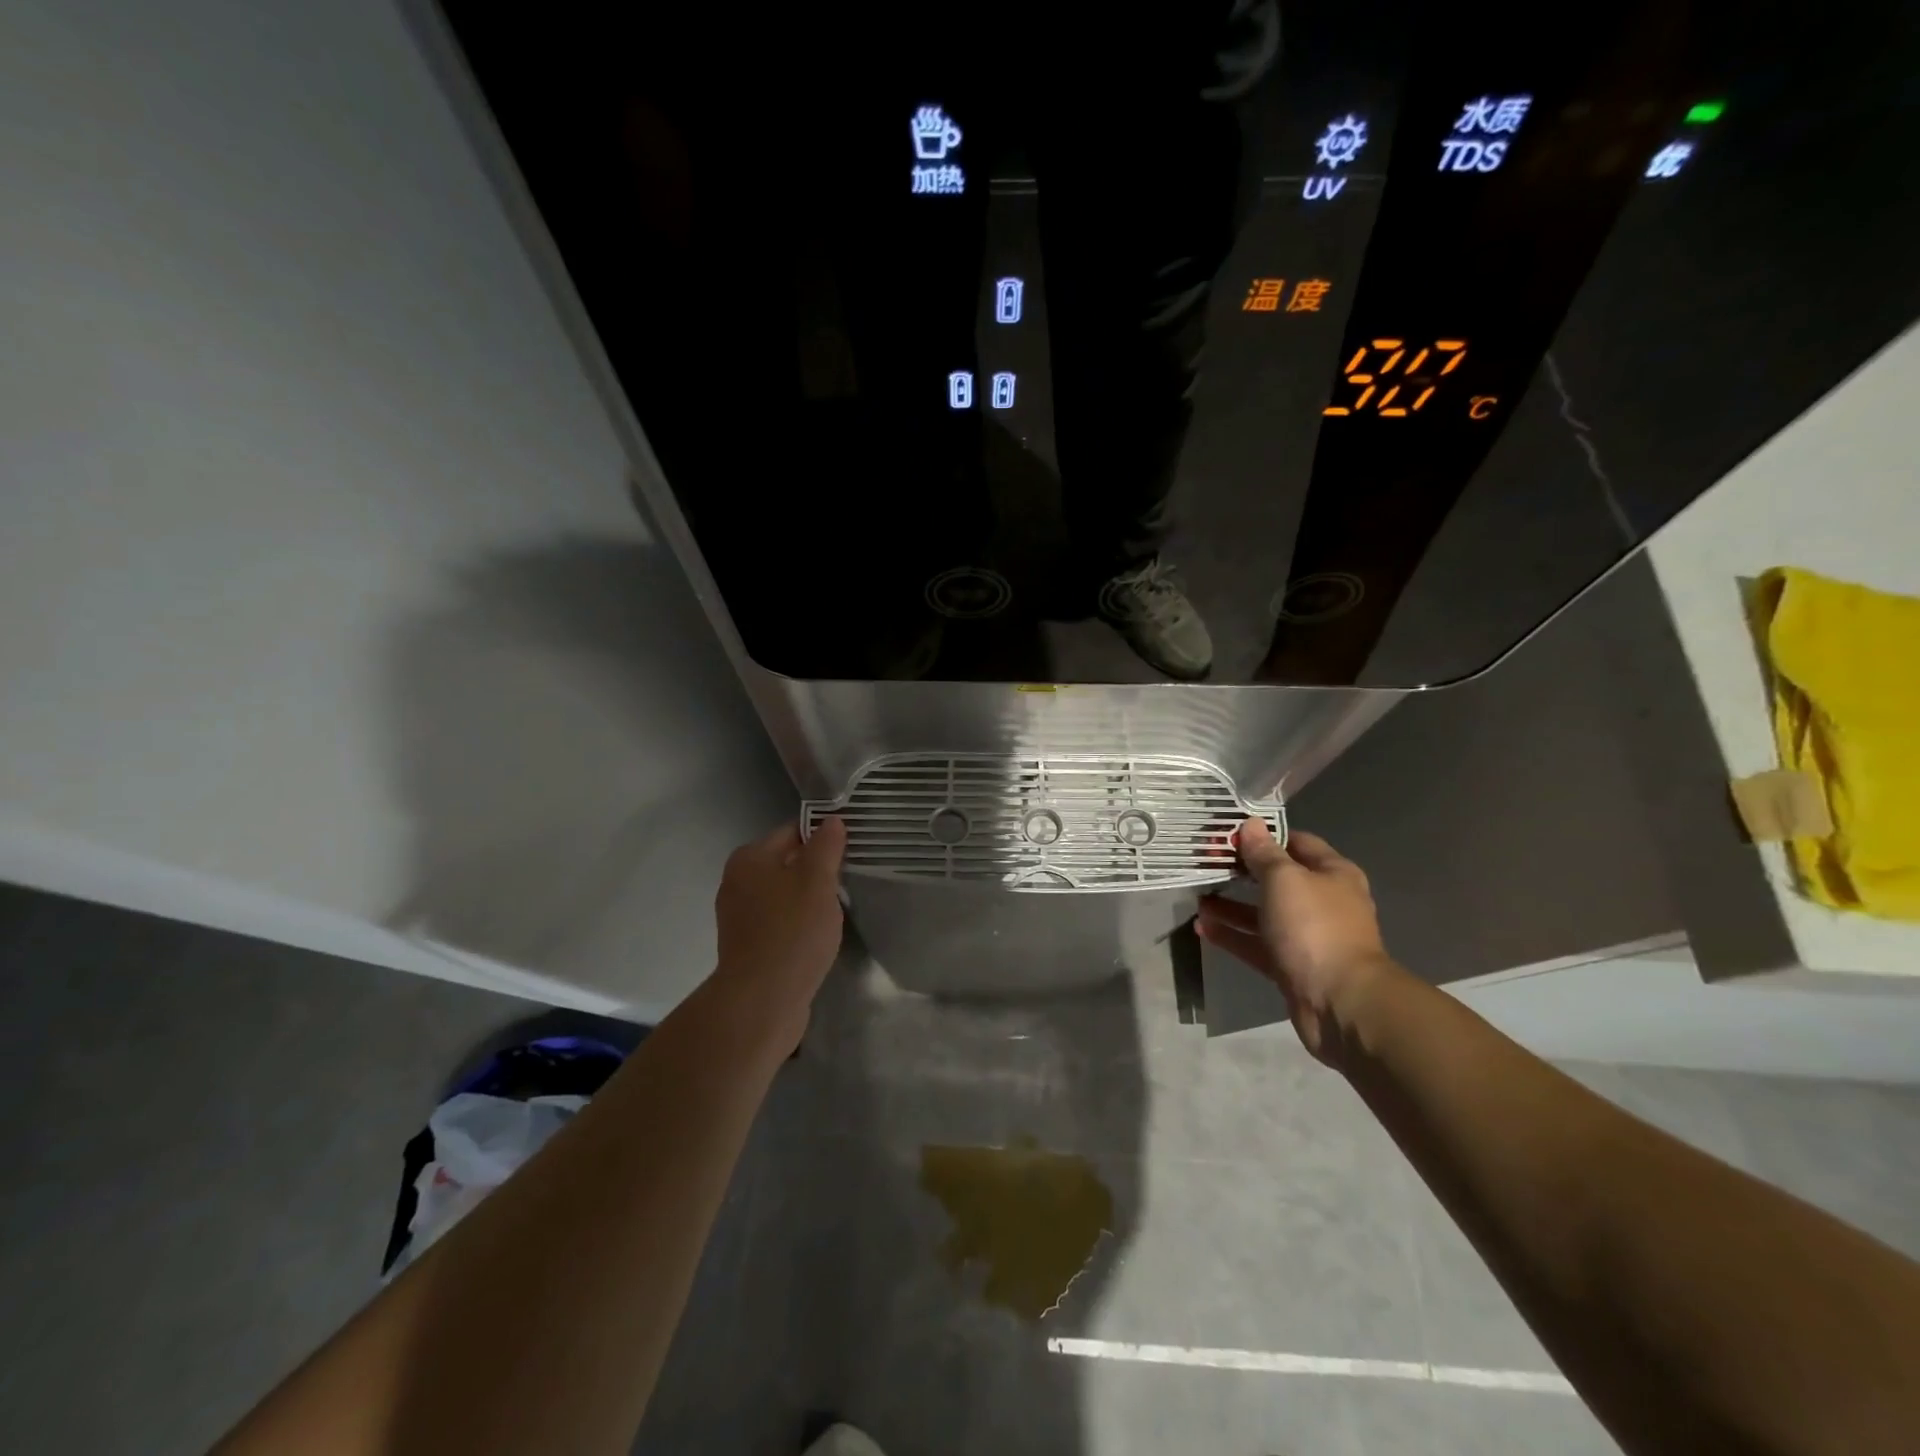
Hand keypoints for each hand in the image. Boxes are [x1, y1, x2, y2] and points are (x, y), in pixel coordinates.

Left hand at [710, 818, 846, 1040]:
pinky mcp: (748, 946)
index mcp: (749, 859)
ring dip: (809, 901)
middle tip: (848, 882)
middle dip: (817, 872)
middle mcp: (737, 882)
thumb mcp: (817, 880)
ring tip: (837, 912)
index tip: (850, 852)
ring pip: (785, 895)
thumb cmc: (792, 931)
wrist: (762, 1001)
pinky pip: (780, 923)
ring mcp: (740, 917)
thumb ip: (826, 847)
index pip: (793, 832)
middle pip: (788, 863)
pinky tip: (818, 938)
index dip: (824, 839)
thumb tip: (830, 820)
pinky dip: (799, 925)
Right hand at [1197, 819, 1395, 1063]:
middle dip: (1242, 872)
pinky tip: (1202, 927)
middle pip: (1277, 879)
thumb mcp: (1284, 880)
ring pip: (1263, 914)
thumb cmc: (1314, 927)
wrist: (1340, 1002)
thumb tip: (1251, 824)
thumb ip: (1264, 853)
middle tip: (1207, 864)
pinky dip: (1232, 935)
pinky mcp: (1292, 966)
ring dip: (1232, 906)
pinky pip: (1256, 944)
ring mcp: (1308, 937)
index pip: (1297, 842)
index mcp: (1333, 874)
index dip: (1264, 836)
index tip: (1229, 834)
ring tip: (1197, 898)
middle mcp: (1323, 902)